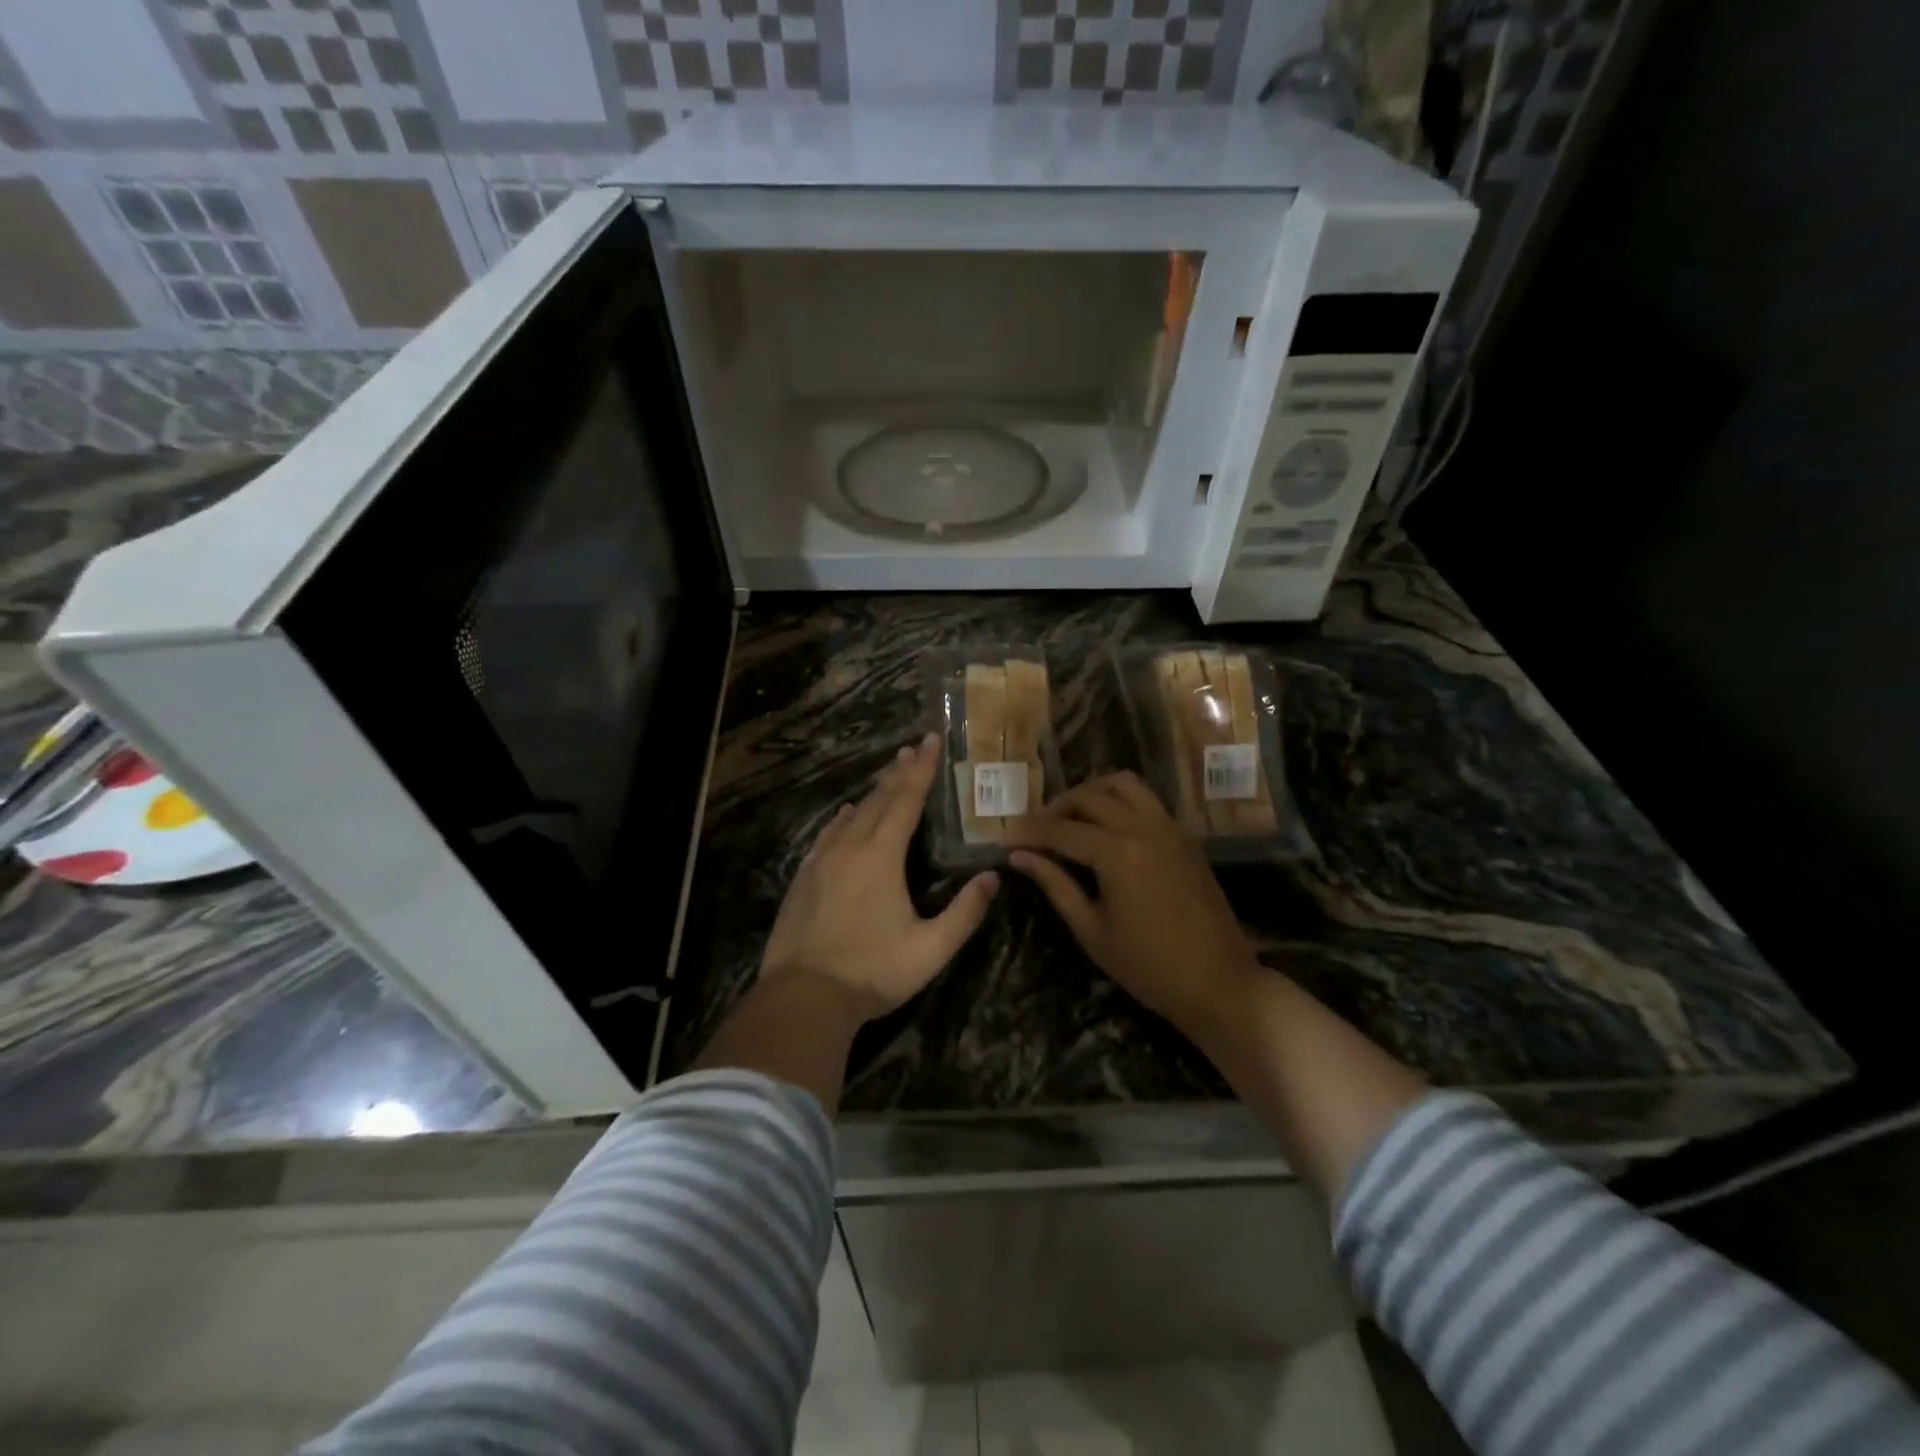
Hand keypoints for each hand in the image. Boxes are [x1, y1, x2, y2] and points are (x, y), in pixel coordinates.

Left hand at [760, 732, 998, 1021]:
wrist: (803, 996)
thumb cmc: (873, 971)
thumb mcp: (931, 949)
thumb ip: (965, 912)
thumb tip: (992, 877)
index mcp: (882, 856)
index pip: (906, 801)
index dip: (920, 770)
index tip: (929, 741)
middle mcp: (850, 847)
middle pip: (878, 800)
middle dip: (898, 773)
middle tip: (911, 748)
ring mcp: (821, 861)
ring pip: (850, 815)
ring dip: (872, 793)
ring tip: (886, 777)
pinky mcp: (804, 877)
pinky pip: (827, 834)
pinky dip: (842, 819)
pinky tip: (844, 816)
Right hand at [1006, 772, 1257, 1036]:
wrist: (1219, 983)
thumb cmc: (1149, 967)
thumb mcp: (1091, 930)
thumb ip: (1055, 884)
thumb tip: (1019, 856)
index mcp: (1117, 852)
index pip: (1060, 829)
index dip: (1028, 832)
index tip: (1004, 839)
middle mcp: (1143, 827)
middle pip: (1088, 796)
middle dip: (1054, 808)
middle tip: (1034, 832)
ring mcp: (1169, 827)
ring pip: (1121, 784)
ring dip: (1090, 794)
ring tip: (1070, 820)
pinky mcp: (1184, 835)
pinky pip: (1146, 799)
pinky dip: (1119, 800)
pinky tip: (1105, 828)